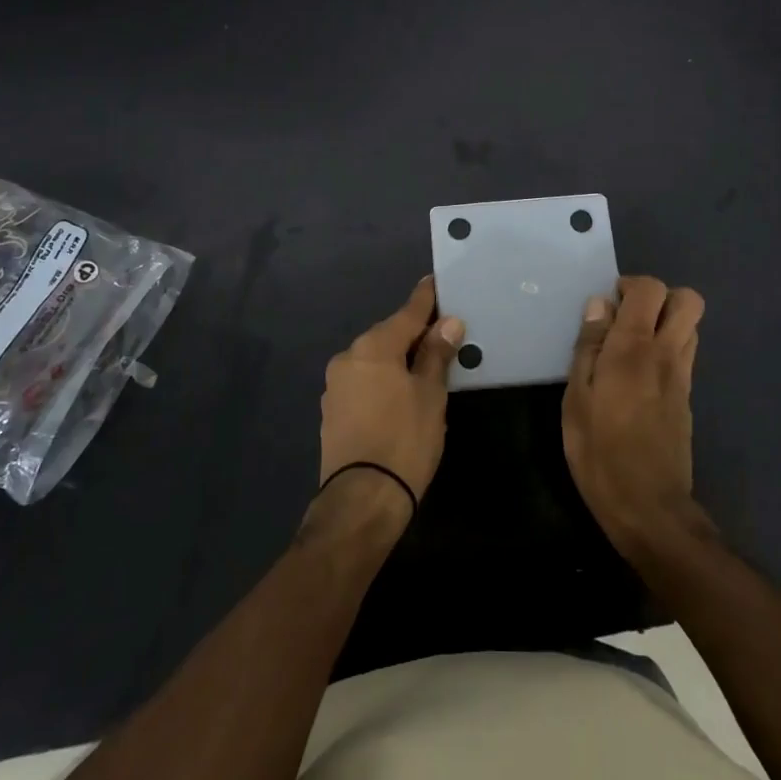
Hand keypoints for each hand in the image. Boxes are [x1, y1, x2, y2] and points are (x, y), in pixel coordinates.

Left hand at [318, 278, 464, 510]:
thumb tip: (448, 323)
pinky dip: (382, 380)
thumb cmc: (405, 439)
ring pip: (374, 360)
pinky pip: (363, 382)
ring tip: (424, 369)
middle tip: (441, 335)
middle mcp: (348, 357)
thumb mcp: (430, 395)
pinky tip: (399, 395)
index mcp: (374, 346)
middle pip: (388, 335)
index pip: (407, 313)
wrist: (362, 498)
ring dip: (396, 359)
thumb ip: (436, 355)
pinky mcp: (332, 411)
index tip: (435, 281)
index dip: (425, 298)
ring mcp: (336, 385)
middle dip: (413, 333)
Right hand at [562, 275, 704, 556]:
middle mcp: (666, 355)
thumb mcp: (576, 400)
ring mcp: (683, 377)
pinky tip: (638, 376)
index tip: (606, 306)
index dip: (630, 285)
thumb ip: (588, 347)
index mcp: (634, 349)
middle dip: (659, 297)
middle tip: (626, 317)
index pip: (650, 290)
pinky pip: (685, 354)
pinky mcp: (687, 398)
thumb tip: (598, 305)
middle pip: (688, 300)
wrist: (650, 509)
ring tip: (630, 345)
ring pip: (691, 326)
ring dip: (665, 322)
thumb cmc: (600, 454)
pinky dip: (667, 348)